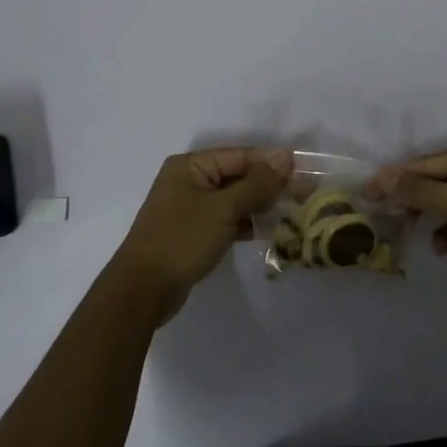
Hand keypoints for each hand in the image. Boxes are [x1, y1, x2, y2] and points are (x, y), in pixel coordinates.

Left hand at [110, 147, 290, 324]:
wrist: (142, 291)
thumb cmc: (182, 240)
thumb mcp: (224, 209)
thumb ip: (257, 183)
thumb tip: (285, 156)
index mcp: (191, 165)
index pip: (240, 156)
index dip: (271, 162)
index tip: (304, 171)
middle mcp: (188, 180)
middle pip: (237, 176)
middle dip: (268, 185)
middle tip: (304, 194)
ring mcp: (189, 208)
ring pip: (233, 199)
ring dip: (259, 205)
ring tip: (292, 212)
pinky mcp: (192, 232)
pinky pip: (225, 219)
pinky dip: (245, 223)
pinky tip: (268, 231)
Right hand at [367, 142, 446, 302]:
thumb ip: (419, 191)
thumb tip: (383, 177)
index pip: (428, 162)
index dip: (396, 177)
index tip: (367, 192)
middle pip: (438, 179)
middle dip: (412, 197)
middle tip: (384, 214)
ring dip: (430, 216)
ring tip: (410, 231)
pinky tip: (444, 248)